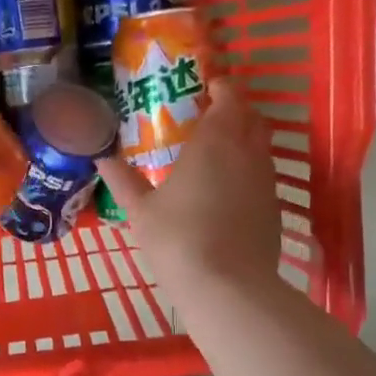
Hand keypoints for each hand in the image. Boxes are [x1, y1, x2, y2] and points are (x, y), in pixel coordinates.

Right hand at [98, 80, 282, 306]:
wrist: (228, 287)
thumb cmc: (177, 240)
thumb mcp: (140, 212)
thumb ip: (123, 181)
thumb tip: (102, 158)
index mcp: (215, 142)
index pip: (229, 98)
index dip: (221, 88)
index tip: (207, 88)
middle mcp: (248, 153)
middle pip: (252, 118)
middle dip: (236, 111)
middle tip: (210, 118)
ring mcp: (266, 182)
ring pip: (261, 147)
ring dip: (244, 141)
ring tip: (218, 154)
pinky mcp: (274, 209)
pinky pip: (263, 177)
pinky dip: (249, 172)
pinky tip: (229, 192)